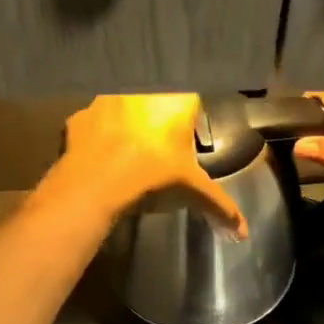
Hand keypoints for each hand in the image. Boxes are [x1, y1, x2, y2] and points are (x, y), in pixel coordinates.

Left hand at [44, 94, 248, 237]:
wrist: (96, 181)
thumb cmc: (154, 174)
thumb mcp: (194, 190)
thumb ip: (221, 206)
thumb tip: (243, 234)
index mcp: (176, 99)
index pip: (189, 100)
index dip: (187, 119)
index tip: (184, 138)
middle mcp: (141, 89)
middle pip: (154, 99)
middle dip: (156, 118)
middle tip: (157, 147)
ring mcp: (106, 98)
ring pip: (121, 106)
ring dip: (125, 122)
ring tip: (127, 154)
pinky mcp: (79, 115)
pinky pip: (92, 123)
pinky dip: (96, 137)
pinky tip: (100, 157)